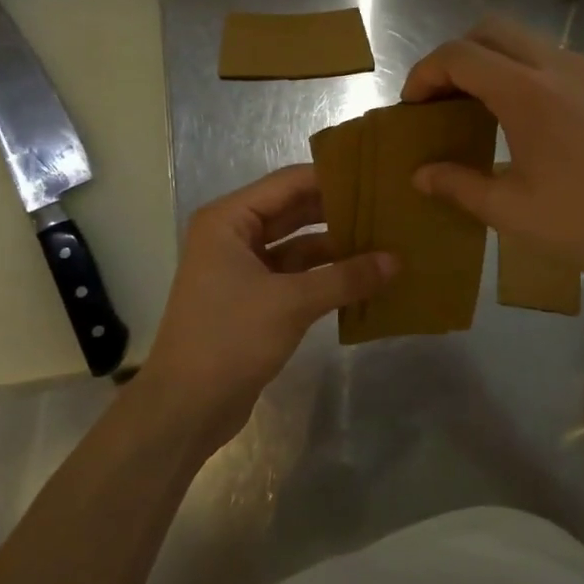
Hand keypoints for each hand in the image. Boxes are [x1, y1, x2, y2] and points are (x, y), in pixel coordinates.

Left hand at [137, 166, 394, 451]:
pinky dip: (325, 276)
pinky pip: (296, 275)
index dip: (332, 178)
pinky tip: (363, 278)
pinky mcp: (254, 299)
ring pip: (297, 246)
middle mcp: (233, 236)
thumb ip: (346, 277)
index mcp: (229, 220)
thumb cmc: (230, 338)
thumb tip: (396, 261)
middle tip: (387, 207)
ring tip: (384, 240)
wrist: (186, 407)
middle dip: (338, 211)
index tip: (376, 176)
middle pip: (294, 211)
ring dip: (336, 246)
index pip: (288, 183)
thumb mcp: (292, 303)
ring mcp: (242, 269)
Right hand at [402, 17, 583, 296]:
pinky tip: (514, 119)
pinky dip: (518, 71)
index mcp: (527, 92)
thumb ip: (459, 185)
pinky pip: (548, 60)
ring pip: (522, 41)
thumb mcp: (511, 211)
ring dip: (488, 60)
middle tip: (438, 100)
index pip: (460, 55)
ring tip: (470, 107)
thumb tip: (421, 175)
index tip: (411, 107)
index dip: (424, 73)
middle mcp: (556, 68)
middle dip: (454, 56)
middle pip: (490, 31)